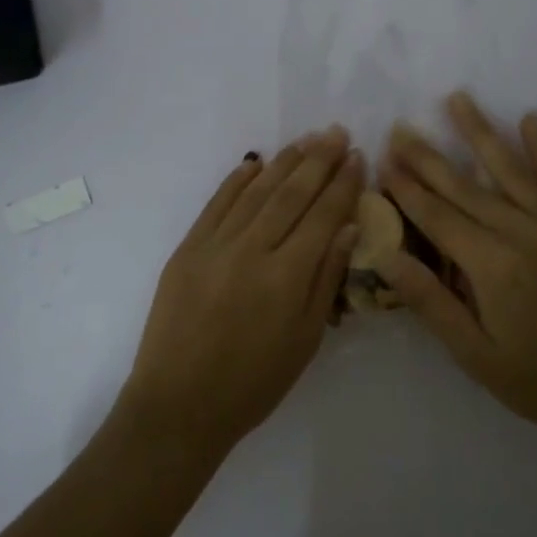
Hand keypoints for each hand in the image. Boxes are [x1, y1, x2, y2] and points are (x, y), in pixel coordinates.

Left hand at [119, 127, 364, 458]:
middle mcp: (252, 250)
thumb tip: (348, 225)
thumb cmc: (253, 383)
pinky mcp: (187, 248)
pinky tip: (255, 163)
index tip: (357, 157)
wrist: (179, 404)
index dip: (342, 184)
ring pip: (256, 191)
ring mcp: (215, 245)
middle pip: (292, 193)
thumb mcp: (305, 339)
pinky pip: (216, 204)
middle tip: (336, 132)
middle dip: (318, 160)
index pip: (323, 215)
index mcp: (287, 276)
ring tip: (306, 140)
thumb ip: (326, 278)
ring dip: (283, 162)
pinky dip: (237, 181)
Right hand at [375, 92, 536, 447]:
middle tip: (400, 128)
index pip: (437, 216)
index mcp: (492, 266)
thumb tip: (386, 256)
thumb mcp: (476, 355)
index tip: (382, 159)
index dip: (407, 188)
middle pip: (465, 186)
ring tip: (458, 99)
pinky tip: (530, 119)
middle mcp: (522, 233)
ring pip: (510, 169)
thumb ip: (431, 302)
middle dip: (428, 157)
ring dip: (480, 132)